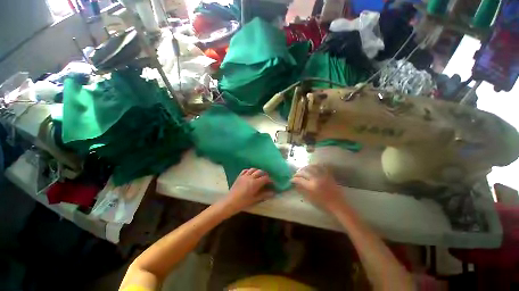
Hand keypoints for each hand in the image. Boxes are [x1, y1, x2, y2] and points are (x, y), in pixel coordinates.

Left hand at [222, 168, 273, 213]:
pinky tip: (250, 174)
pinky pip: (245, 170)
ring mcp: (244, 176)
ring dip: (257, 171)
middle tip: (266, 179)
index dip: (270, 180)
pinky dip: (249, 171)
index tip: (272, 183)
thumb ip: (264, 195)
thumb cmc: (244, 202)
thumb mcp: (255, 199)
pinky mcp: (239, 176)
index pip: (265, 178)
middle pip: (260, 171)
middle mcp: (250, 177)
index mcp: (255, 183)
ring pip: (253, 169)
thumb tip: (273, 193)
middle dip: (265, 174)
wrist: (230, 202)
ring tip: (259, 175)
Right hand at [291, 165, 342, 210]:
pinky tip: (312, 167)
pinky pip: (320, 167)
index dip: (294, 179)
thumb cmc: (323, 204)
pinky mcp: (328, 175)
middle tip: (295, 175)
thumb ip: (302, 189)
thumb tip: (296, 184)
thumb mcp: (311, 198)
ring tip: (302, 169)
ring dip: (305, 167)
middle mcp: (316, 179)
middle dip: (298, 173)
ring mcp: (323, 176)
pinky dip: (315, 166)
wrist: (338, 204)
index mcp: (311, 186)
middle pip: (304, 172)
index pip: (300, 179)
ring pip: (312, 167)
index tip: (291, 179)